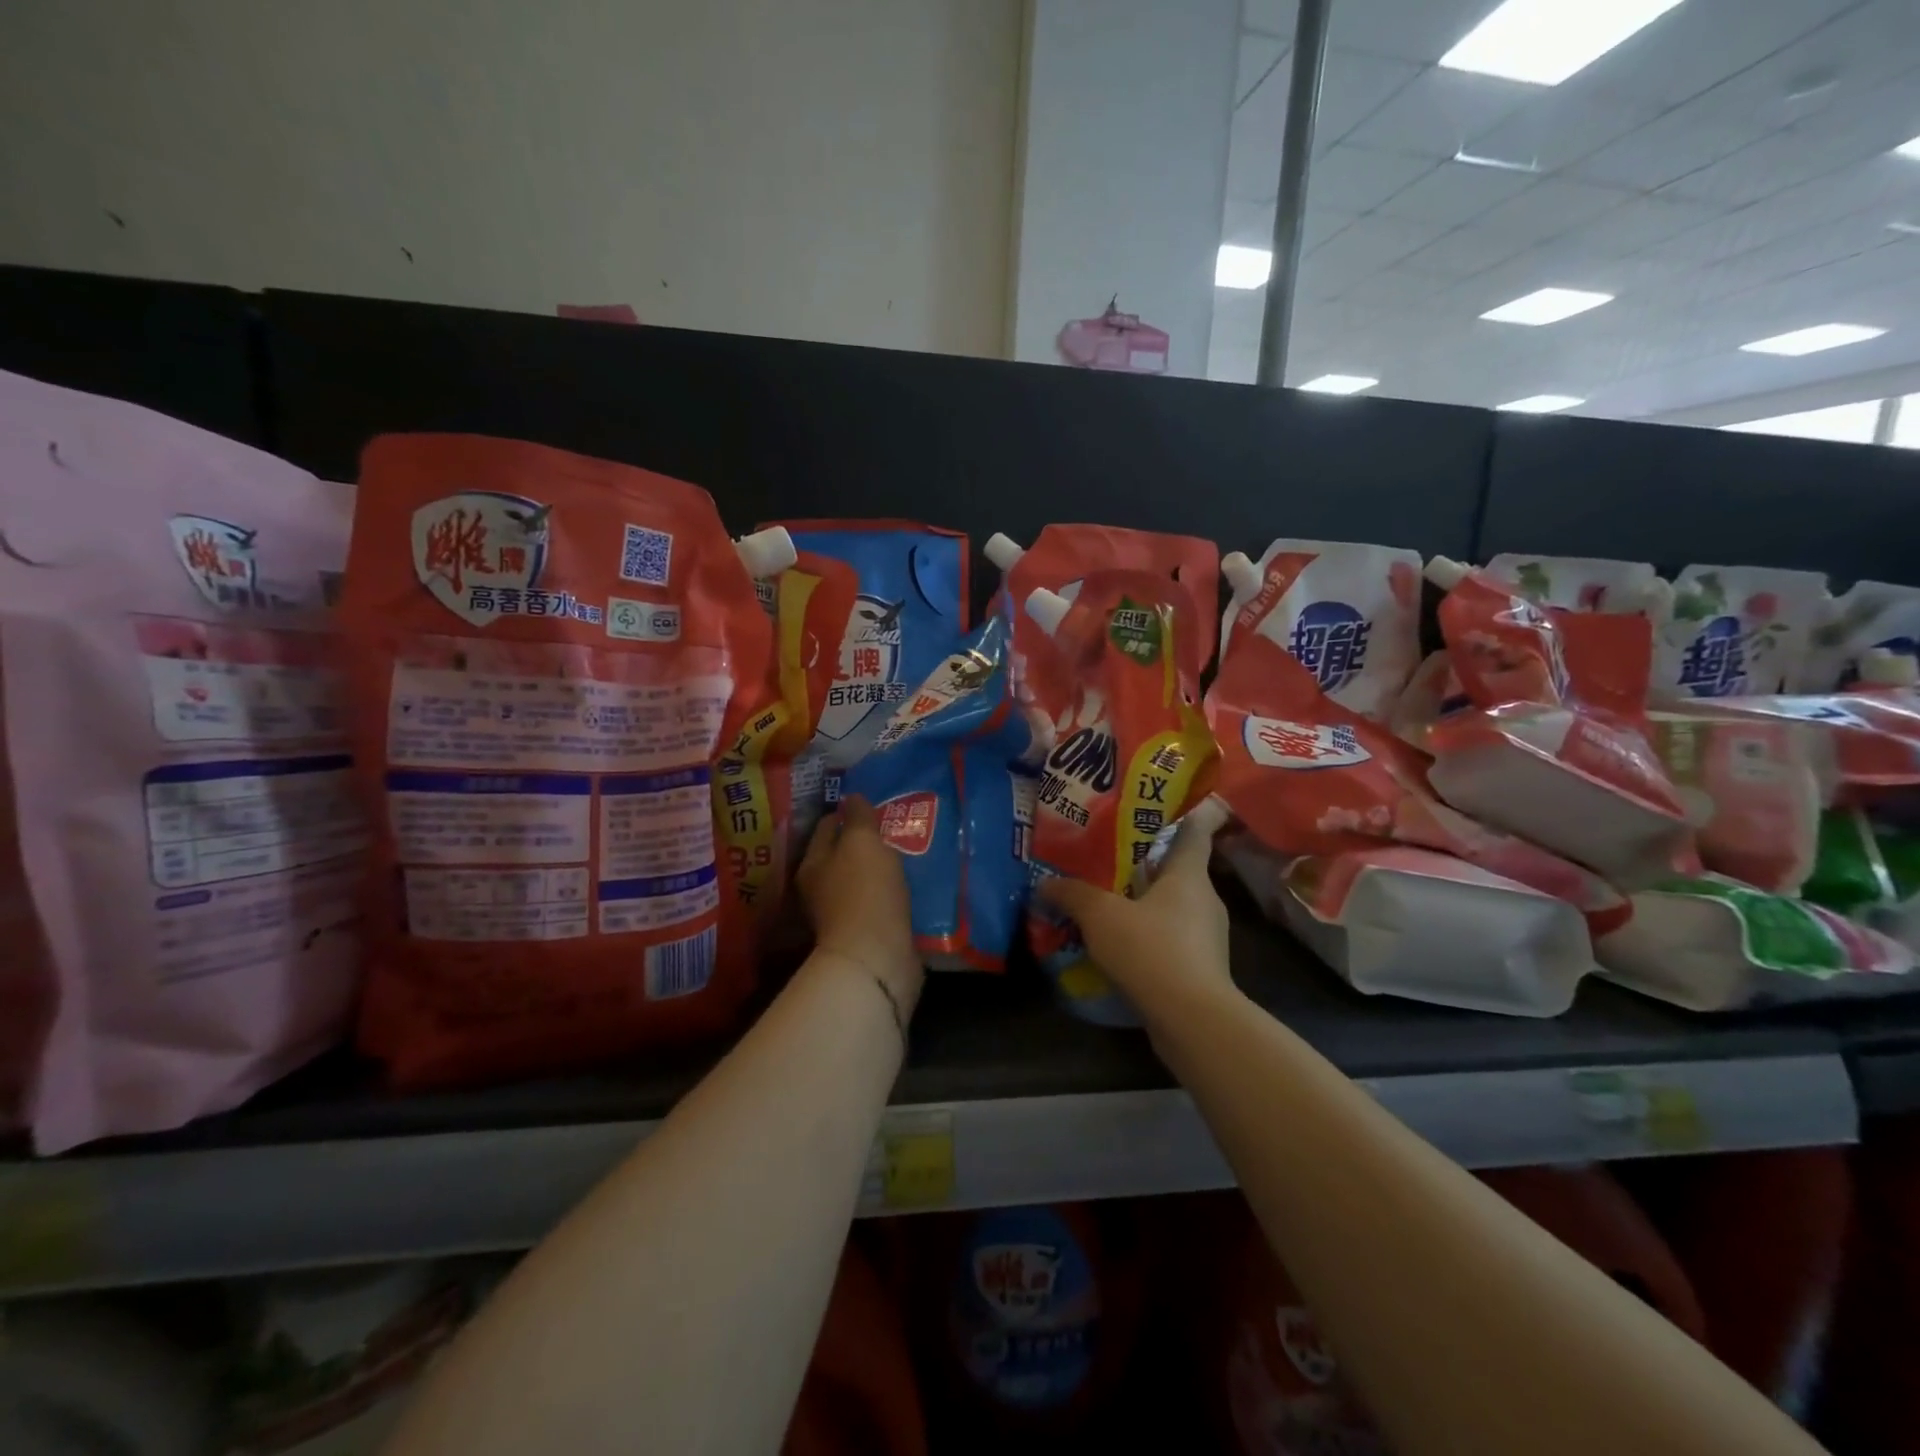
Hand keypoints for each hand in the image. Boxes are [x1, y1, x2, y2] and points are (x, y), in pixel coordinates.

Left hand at [797, 796, 923, 1007]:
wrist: (876, 956)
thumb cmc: (864, 890)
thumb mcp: (862, 841)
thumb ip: (857, 817)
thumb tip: (851, 797)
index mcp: (812, 864)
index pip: (825, 827)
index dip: (844, 813)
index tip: (869, 804)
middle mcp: (820, 890)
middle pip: (841, 856)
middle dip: (862, 843)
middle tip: (891, 828)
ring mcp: (841, 915)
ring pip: (860, 881)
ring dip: (877, 870)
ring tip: (904, 855)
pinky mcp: (865, 935)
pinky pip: (877, 904)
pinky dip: (889, 894)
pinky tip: (908, 887)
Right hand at [1038, 797, 1234, 1026]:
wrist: (1192, 1020)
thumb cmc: (1151, 950)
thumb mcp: (1101, 915)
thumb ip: (1072, 894)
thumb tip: (1044, 883)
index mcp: (1189, 875)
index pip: (1194, 832)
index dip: (1179, 816)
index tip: (1156, 808)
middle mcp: (1205, 900)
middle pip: (1176, 871)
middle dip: (1144, 864)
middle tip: (1107, 857)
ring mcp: (1206, 937)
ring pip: (1171, 907)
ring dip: (1143, 904)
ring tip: (1105, 902)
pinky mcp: (1200, 968)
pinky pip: (1170, 939)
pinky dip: (1147, 936)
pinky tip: (1118, 945)